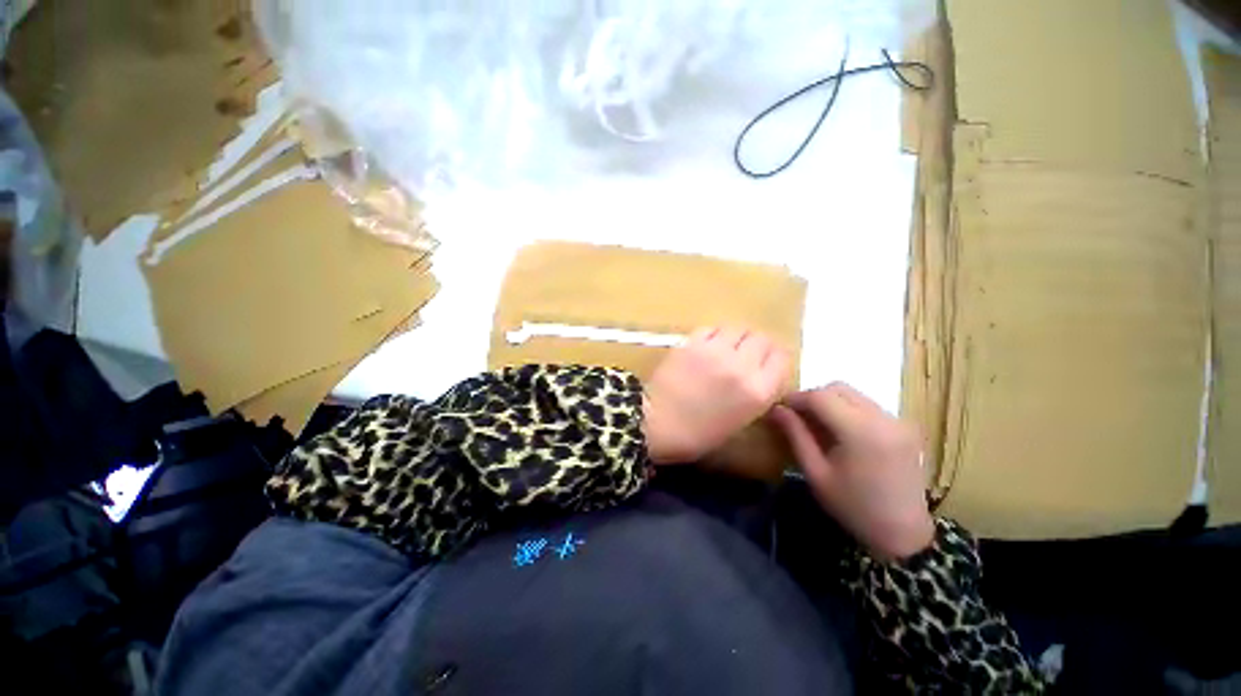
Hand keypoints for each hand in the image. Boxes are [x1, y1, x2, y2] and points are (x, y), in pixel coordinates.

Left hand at [643, 327, 790, 464]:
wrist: (658, 422)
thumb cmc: (698, 433)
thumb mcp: (740, 420)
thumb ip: (757, 393)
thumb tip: (762, 372)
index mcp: (758, 392)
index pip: (781, 358)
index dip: (774, 359)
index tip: (766, 362)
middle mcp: (742, 366)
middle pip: (762, 339)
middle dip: (757, 345)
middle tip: (746, 354)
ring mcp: (716, 351)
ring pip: (739, 328)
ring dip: (737, 337)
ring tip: (727, 347)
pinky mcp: (693, 342)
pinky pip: (712, 328)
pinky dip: (714, 334)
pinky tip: (707, 345)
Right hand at [770, 383, 932, 560]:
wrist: (904, 534)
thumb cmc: (853, 507)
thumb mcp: (816, 473)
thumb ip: (796, 435)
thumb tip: (776, 409)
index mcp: (862, 432)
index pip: (821, 397)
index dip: (796, 397)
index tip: (780, 408)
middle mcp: (884, 419)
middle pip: (838, 389)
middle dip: (813, 397)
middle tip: (797, 416)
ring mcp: (898, 421)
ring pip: (853, 394)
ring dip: (830, 402)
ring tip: (817, 424)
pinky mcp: (905, 427)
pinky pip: (868, 405)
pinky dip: (847, 409)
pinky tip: (840, 431)